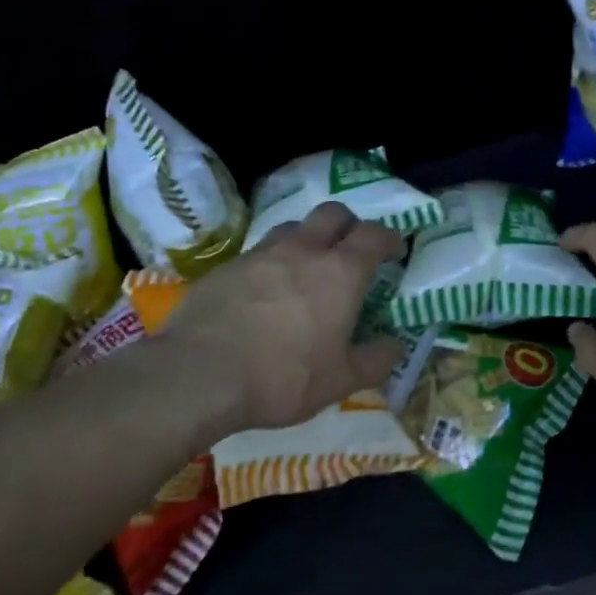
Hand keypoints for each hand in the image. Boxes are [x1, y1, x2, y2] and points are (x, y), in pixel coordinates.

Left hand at [157, 203, 405, 431]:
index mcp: (340, 272)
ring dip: (309, 238)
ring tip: (307, 267)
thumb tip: (395, 345)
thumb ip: (375, 360)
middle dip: (349, 225)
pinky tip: (266, 290)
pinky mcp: (227, 266)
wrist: (201, 374)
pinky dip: (273, 261)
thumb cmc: (283, 377)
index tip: (394, 251)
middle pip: (333, 213)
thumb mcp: (341, 381)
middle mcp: (303, 250)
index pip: (374, 235)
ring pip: (294, 227)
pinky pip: (260, 251)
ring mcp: (261, 254)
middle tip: (352, 250)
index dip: (389, 238)